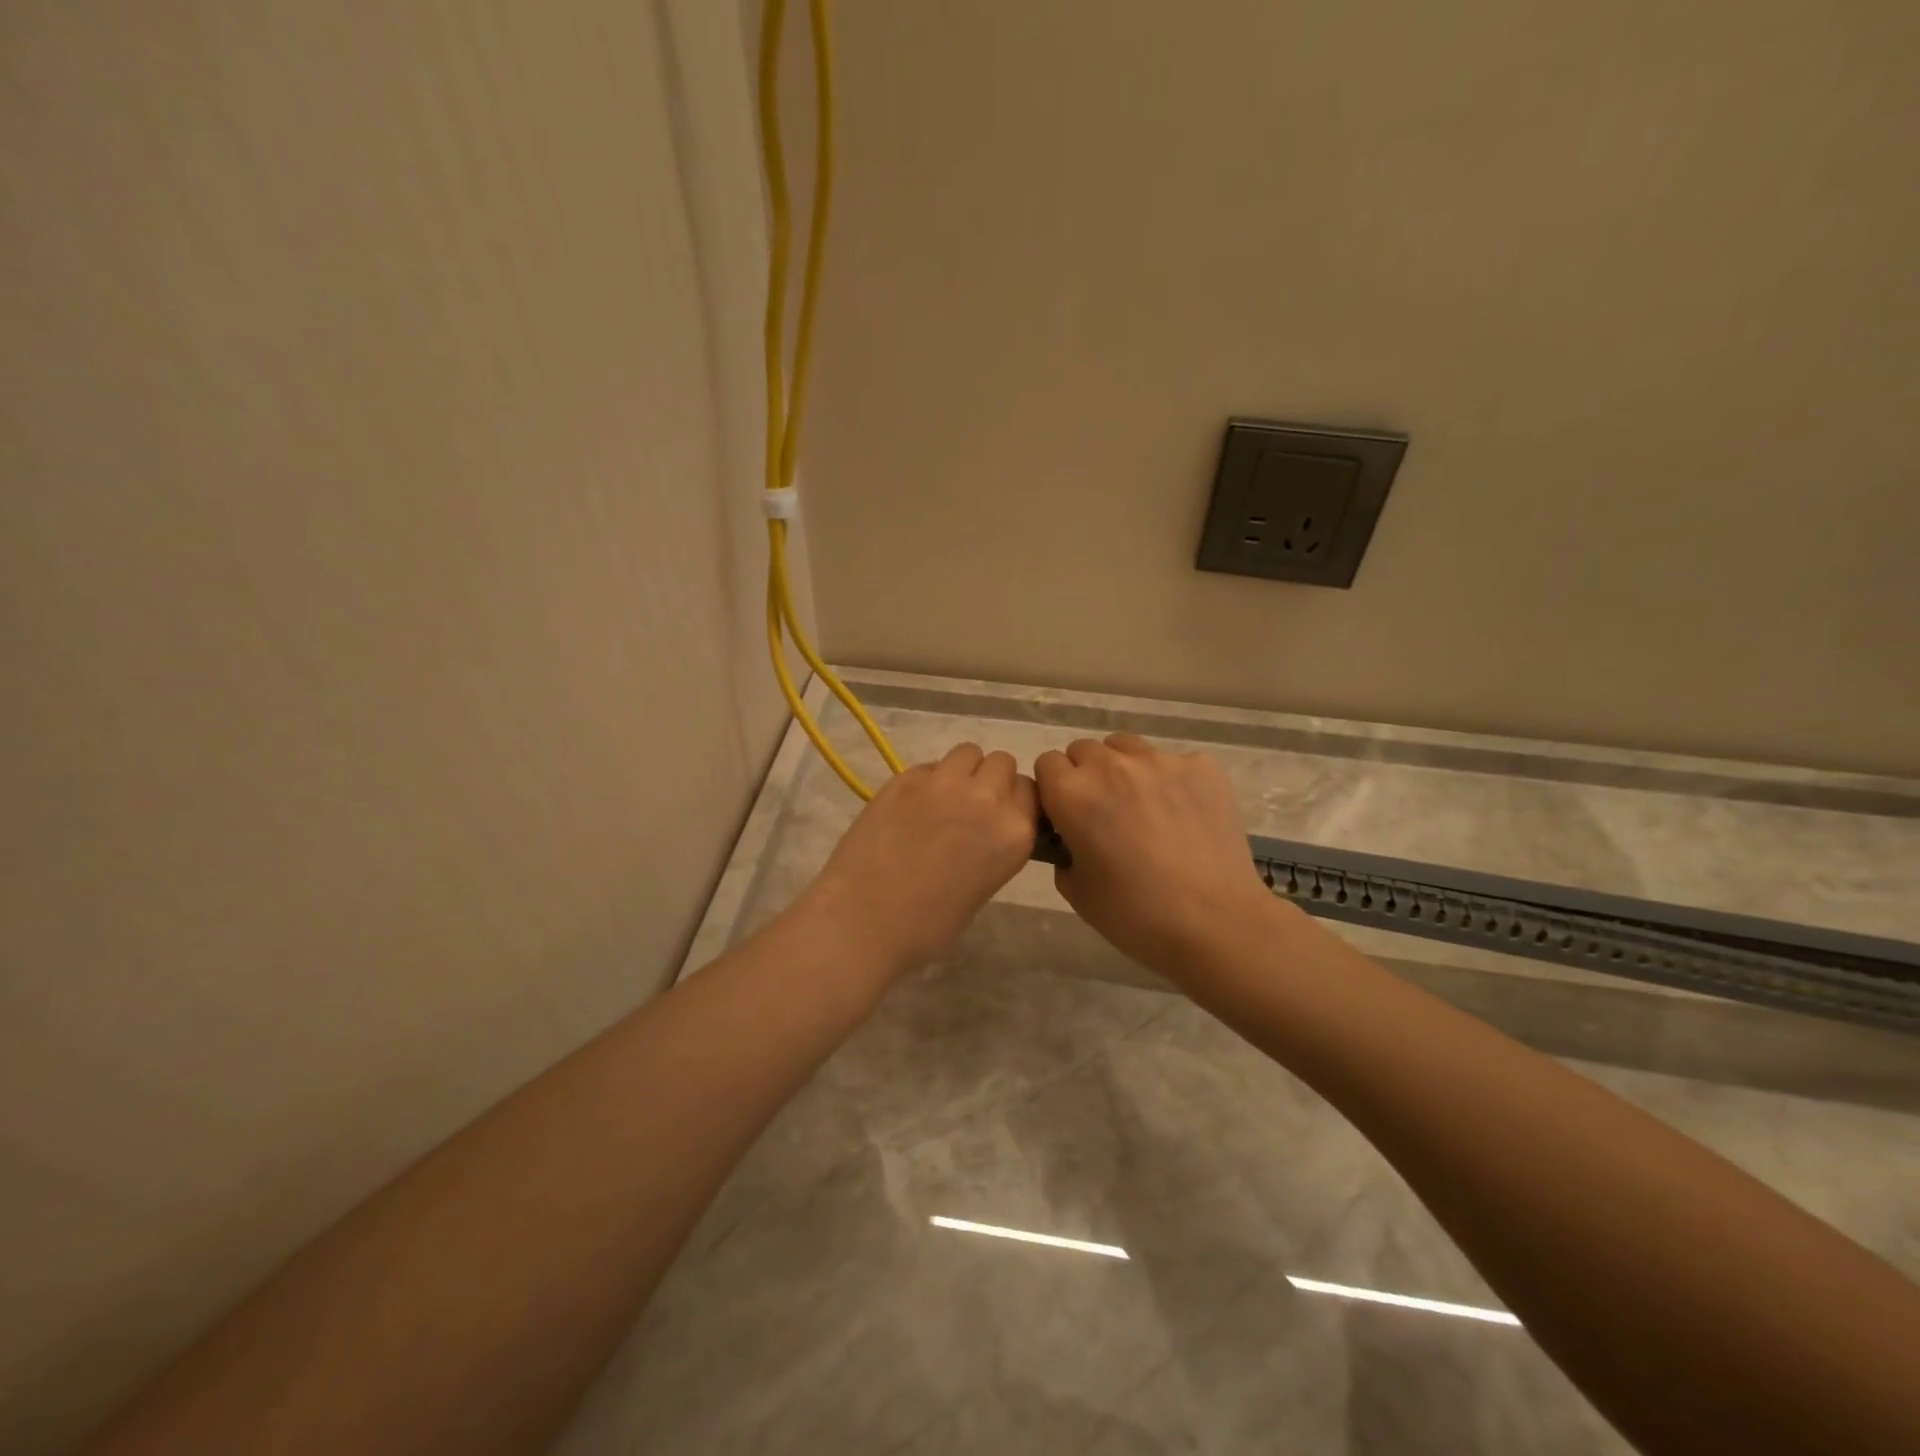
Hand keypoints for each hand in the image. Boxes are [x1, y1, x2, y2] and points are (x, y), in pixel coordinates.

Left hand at [801, 743, 1038, 974]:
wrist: (864, 919)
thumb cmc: (928, 926)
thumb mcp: (982, 889)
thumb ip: (993, 848)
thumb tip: (982, 833)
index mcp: (1014, 833)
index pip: (1030, 792)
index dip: (1014, 801)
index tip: (999, 815)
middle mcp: (986, 799)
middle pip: (1002, 763)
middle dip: (990, 780)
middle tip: (970, 807)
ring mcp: (944, 783)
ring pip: (968, 753)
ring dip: (962, 771)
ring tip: (942, 799)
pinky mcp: (905, 777)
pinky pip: (929, 766)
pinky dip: (926, 781)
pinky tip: (909, 808)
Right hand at [1034, 734, 1279, 982]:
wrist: (1216, 924)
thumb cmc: (1135, 916)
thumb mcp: (1076, 891)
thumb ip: (1064, 851)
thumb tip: (1074, 837)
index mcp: (1073, 794)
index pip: (1047, 763)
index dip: (1054, 789)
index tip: (1067, 814)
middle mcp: (1112, 766)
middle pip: (1084, 750)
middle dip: (1087, 775)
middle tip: (1106, 814)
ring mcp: (1161, 761)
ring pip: (1127, 748)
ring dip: (1124, 769)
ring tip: (1144, 808)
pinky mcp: (1202, 766)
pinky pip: (1173, 762)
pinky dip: (1171, 781)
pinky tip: (1184, 815)